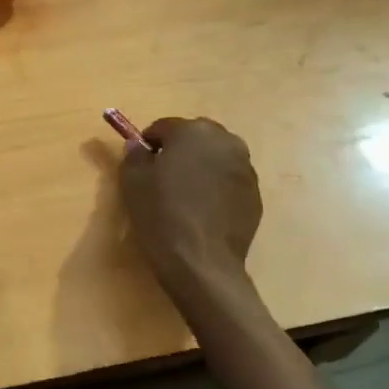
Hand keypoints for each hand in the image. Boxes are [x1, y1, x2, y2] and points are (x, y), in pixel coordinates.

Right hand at [119, 117, 262, 299]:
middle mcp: (225, 141)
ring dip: (201, 168)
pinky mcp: (255, 194)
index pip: (164, 127)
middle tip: (163, 179)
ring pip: (215, 158)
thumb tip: (138, 146)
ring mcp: (245, 168)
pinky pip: (229, 181)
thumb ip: (134, 155)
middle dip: (180, 152)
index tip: (142, 164)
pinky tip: (203, 212)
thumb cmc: (161, 214)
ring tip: (185, 197)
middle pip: (195, 138)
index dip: (149, 144)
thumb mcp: (133, 181)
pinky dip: (217, 188)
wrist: (201, 261)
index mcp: (193, 131)